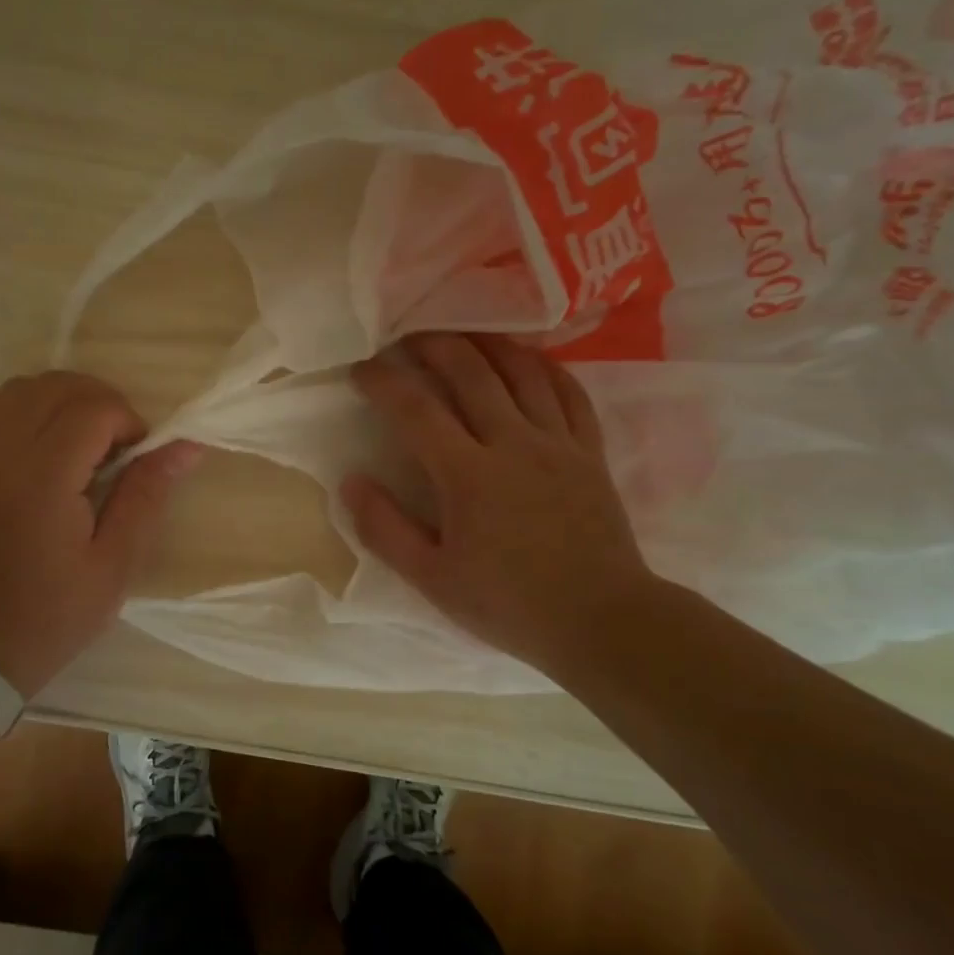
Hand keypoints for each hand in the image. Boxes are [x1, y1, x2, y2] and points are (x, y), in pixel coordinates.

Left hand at [0, 372, 202, 697]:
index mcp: (41, 479)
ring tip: (86, 442)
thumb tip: (186, 445)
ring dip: (64, 400)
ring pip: (23, 387)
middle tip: (121, 447)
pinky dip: (27, 408)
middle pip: (57, 386)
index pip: (92, 409)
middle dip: (101, 402)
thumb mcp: (116, 563)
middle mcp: (0, 452)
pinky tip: (45, 442)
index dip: (128, 421)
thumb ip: (147, 495)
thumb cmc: (54, 613)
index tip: (141, 457)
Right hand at [342, 333, 657, 674]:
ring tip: (463, 333)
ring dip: (488, 344)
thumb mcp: (433, 580)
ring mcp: (558, 443)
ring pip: (522, 372)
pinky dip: (546, 368)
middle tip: (408, 337)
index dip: (383, 381)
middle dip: (433, 345)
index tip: (361, 369)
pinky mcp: (590, 452)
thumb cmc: (509, 604)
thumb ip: (385, 529)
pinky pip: (569, 393)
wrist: (602, 621)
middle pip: (470, 372)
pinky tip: (529, 361)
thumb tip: (351, 481)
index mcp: (468, 475)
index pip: (416, 409)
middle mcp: (513, 443)